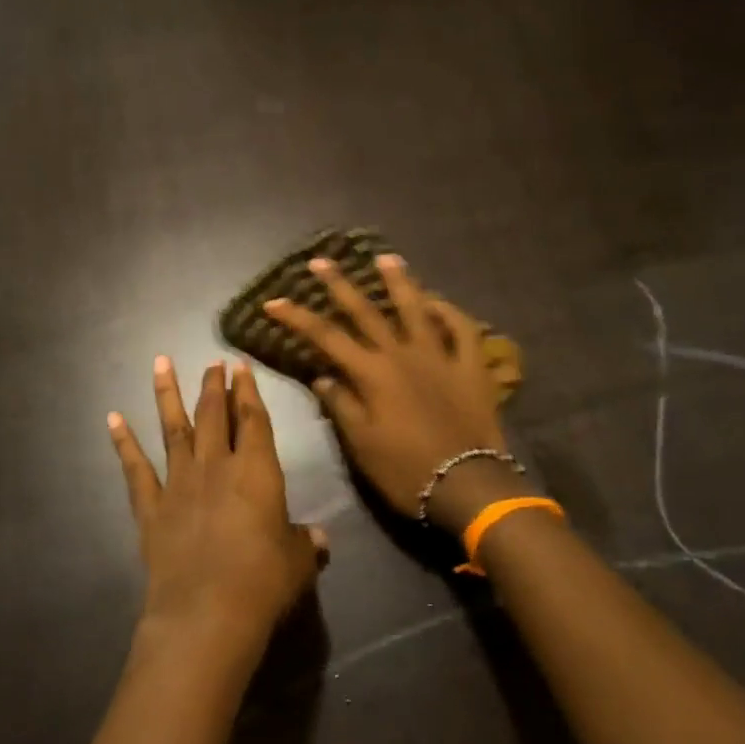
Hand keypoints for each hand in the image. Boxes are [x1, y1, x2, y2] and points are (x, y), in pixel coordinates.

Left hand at [108, 357, 326, 666]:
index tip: (240, 366)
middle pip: (213, 414)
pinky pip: (135, 468)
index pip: (253, 419)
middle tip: (212, 362)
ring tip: (160, 363)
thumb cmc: (263, 582)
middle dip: (213, 385)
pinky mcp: (151, 508)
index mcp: (256, 470)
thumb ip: (304, 543)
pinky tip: (113, 418)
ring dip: (167, 394)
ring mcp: (178, 483)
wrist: (206, 612)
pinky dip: (123, 442)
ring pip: (172, 428)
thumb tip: (319, 539)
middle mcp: (215, 466)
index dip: (248, 391)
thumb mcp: (297, 562)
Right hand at [263, 255, 506, 525]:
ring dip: (399, 281)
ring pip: (417, 309)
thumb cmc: (405, 470)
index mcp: (372, 374)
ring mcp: (440, 356)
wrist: (466, 486)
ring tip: (385, 258)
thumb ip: (341, 405)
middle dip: (340, 285)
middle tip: (321, 261)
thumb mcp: (361, 444)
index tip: (274, 302)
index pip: (326, 337)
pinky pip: (463, 330)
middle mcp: (402, 355)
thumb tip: (322, 378)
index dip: (297, 317)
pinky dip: (450, 312)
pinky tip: (438, 301)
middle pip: (366, 312)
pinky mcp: (470, 367)